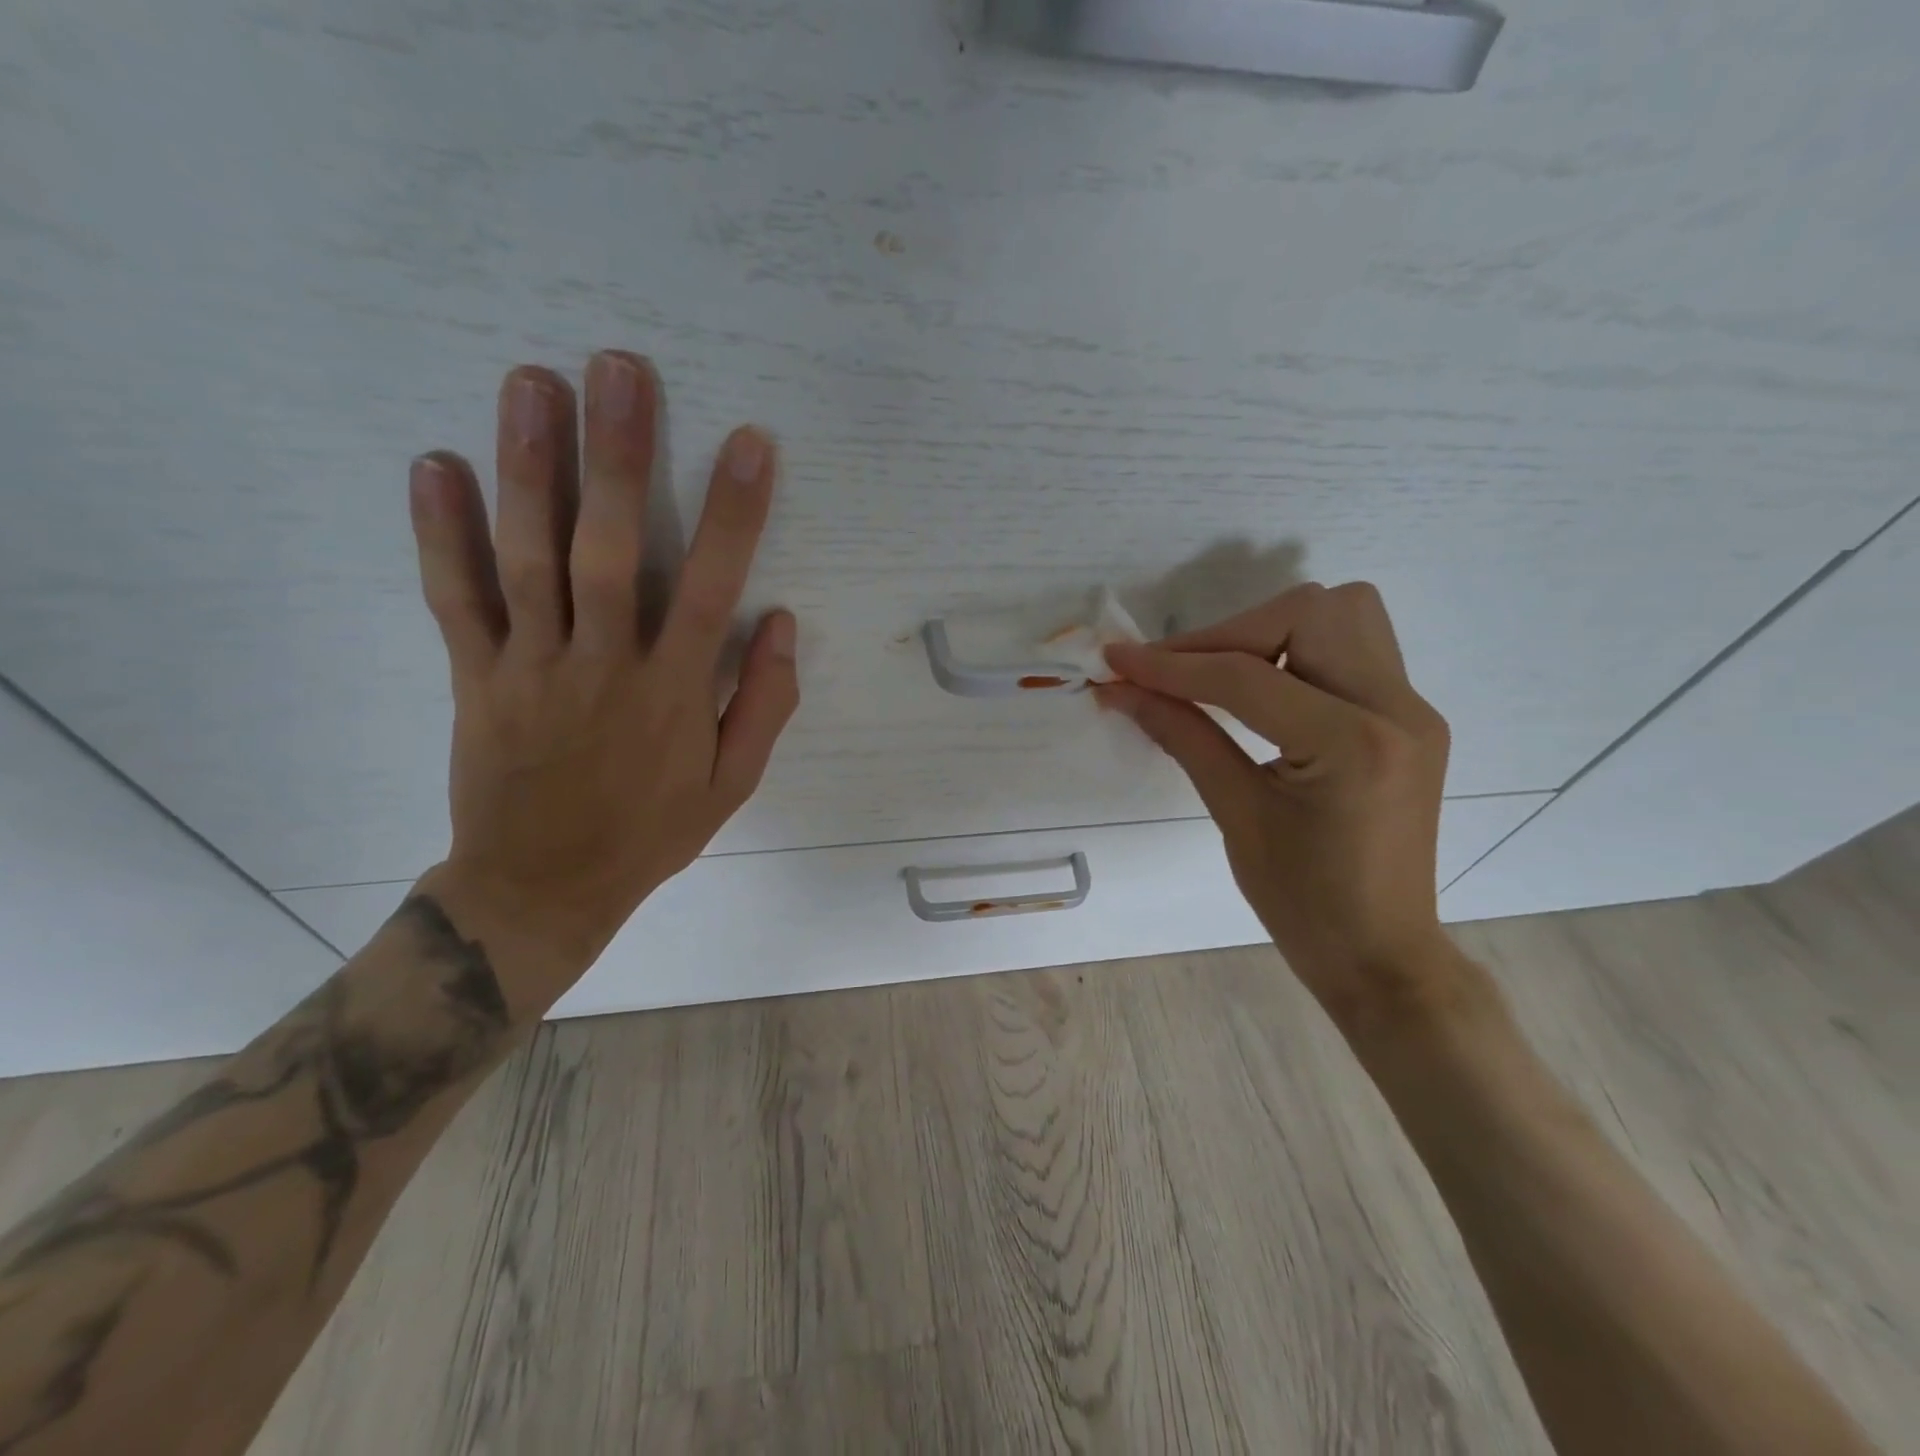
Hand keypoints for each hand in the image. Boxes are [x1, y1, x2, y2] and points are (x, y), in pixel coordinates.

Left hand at [406, 352, 796, 970]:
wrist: (543, 887)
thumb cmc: (651, 833)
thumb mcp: (733, 786)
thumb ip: (764, 704)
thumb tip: (782, 623)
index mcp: (674, 692)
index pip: (710, 587)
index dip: (733, 513)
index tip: (749, 443)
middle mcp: (603, 664)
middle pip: (608, 548)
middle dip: (617, 456)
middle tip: (618, 368)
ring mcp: (531, 666)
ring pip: (527, 557)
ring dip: (528, 468)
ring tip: (531, 383)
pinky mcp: (475, 677)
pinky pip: (455, 600)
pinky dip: (440, 534)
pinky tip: (434, 466)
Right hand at [1101, 583, 1467, 1037]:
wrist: (1382, 954)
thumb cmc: (1303, 904)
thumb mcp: (1235, 814)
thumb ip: (1181, 735)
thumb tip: (1120, 689)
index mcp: (1353, 745)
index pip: (1246, 677)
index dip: (1171, 665)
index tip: (1115, 660)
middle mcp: (1397, 709)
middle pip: (1309, 612)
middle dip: (1229, 633)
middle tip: (1177, 673)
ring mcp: (1413, 708)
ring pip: (1342, 613)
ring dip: (1269, 629)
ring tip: (1220, 674)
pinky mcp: (1410, 716)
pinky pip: (1354, 646)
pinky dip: (1298, 649)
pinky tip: (1263, 689)